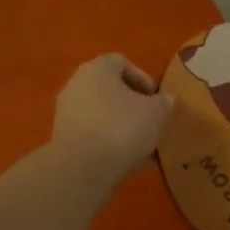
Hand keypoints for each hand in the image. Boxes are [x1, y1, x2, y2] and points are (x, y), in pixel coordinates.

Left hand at [50, 54, 174, 186]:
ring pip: (101, 114)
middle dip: (132, 104)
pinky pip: (92, 134)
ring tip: (143, 145)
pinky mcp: (63, 138)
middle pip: (109, 89)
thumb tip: (166, 100)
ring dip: (122, 125)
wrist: (82, 167)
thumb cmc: (122, 128)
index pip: (121, 62)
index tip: (157, 98)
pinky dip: (109, 142)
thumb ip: (165, 102)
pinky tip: (128, 161)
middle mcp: (77, 84)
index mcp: (98, 68)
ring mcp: (67, 112)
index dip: (143, 78)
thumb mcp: (156, 113)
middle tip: (151, 120)